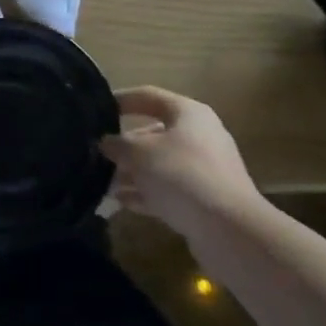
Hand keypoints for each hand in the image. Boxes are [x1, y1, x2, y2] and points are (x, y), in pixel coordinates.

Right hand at [102, 87, 261, 238]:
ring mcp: (204, 169)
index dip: (121, 100)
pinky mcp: (204, 199)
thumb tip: (106, 142)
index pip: (149, 96)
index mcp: (188, 113)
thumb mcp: (140, 154)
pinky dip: (146, 193)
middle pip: (153, 133)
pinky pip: (169, 189)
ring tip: (103, 183)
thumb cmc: (181, 175)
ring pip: (160, 164)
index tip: (96, 108)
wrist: (228, 229)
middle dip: (124, 145)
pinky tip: (121, 201)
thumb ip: (118, 144)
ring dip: (132, 173)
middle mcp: (199, 136)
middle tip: (96, 154)